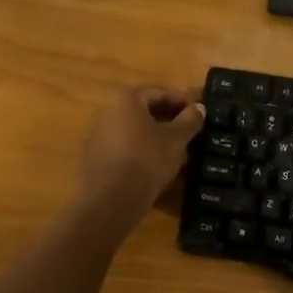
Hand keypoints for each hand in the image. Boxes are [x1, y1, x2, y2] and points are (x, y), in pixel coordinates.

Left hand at [75, 87, 204, 226]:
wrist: (110, 200)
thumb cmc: (147, 159)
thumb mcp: (176, 139)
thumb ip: (190, 120)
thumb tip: (199, 108)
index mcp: (127, 100)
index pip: (159, 92)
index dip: (181, 101)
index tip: (198, 114)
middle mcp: (108, 112)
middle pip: (143, 111)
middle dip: (168, 120)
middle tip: (189, 132)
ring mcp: (97, 136)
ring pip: (133, 131)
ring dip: (154, 138)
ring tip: (175, 152)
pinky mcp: (93, 159)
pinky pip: (123, 149)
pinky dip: (139, 153)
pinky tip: (154, 168)